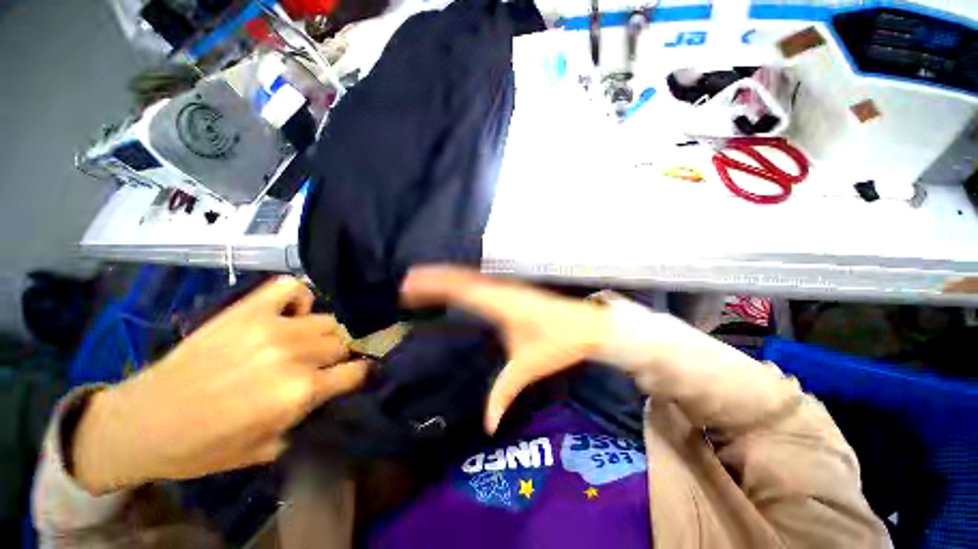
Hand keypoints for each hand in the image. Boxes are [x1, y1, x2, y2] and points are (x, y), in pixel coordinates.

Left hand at [73, 276, 369, 494]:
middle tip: (323, 364)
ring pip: (326, 319)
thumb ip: (306, 418)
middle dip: (338, 355)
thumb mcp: (267, 448)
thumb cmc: (205, 446)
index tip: (359, 374)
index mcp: (299, 392)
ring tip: (306, 342)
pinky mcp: (248, 310)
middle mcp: (294, 354)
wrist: (144, 421)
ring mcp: (271, 327)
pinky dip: (298, 298)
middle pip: (342, 342)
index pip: (356, 371)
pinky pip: (291, 288)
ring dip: (322, 333)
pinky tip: (290, 314)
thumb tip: (328, 394)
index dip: (362, 373)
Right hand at [403, 266, 796, 433]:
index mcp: (499, 304)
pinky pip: (481, 281)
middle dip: (433, 278)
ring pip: (470, 277)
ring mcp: (506, 288)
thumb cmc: (558, 343)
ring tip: (422, 279)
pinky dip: (462, 280)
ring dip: (446, 277)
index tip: (410, 287)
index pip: (460, 290)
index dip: (434, 287)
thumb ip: (503, 394)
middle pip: (460, 279)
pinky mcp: (511, 290)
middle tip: (407, 281)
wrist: (586, 325)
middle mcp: (499, 290)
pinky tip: (454, 284)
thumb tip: (488, 427)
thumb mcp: (527, 368)